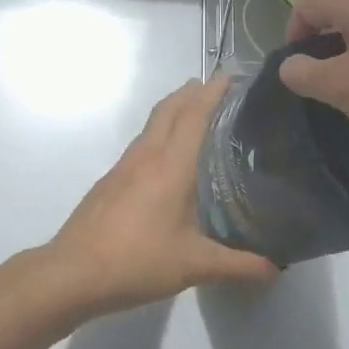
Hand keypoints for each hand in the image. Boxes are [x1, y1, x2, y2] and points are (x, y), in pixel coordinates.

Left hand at [43, 77, 280, 315]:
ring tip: (194, 113)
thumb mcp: (194, 265)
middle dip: (191, 92)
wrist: (73, 272)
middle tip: (215, 87)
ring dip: (173, 109)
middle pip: (170, 109)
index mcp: (171, 165)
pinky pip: (141, 142)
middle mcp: (147, 155)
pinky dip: (159, 132)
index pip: (194, 115)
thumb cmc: (138, 260)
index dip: (212, 92)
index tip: (229, 76)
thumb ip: (237, 265)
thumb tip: (275, 270)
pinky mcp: (110, 180)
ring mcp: (124, 166)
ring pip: (152, 124)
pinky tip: (166, 156)